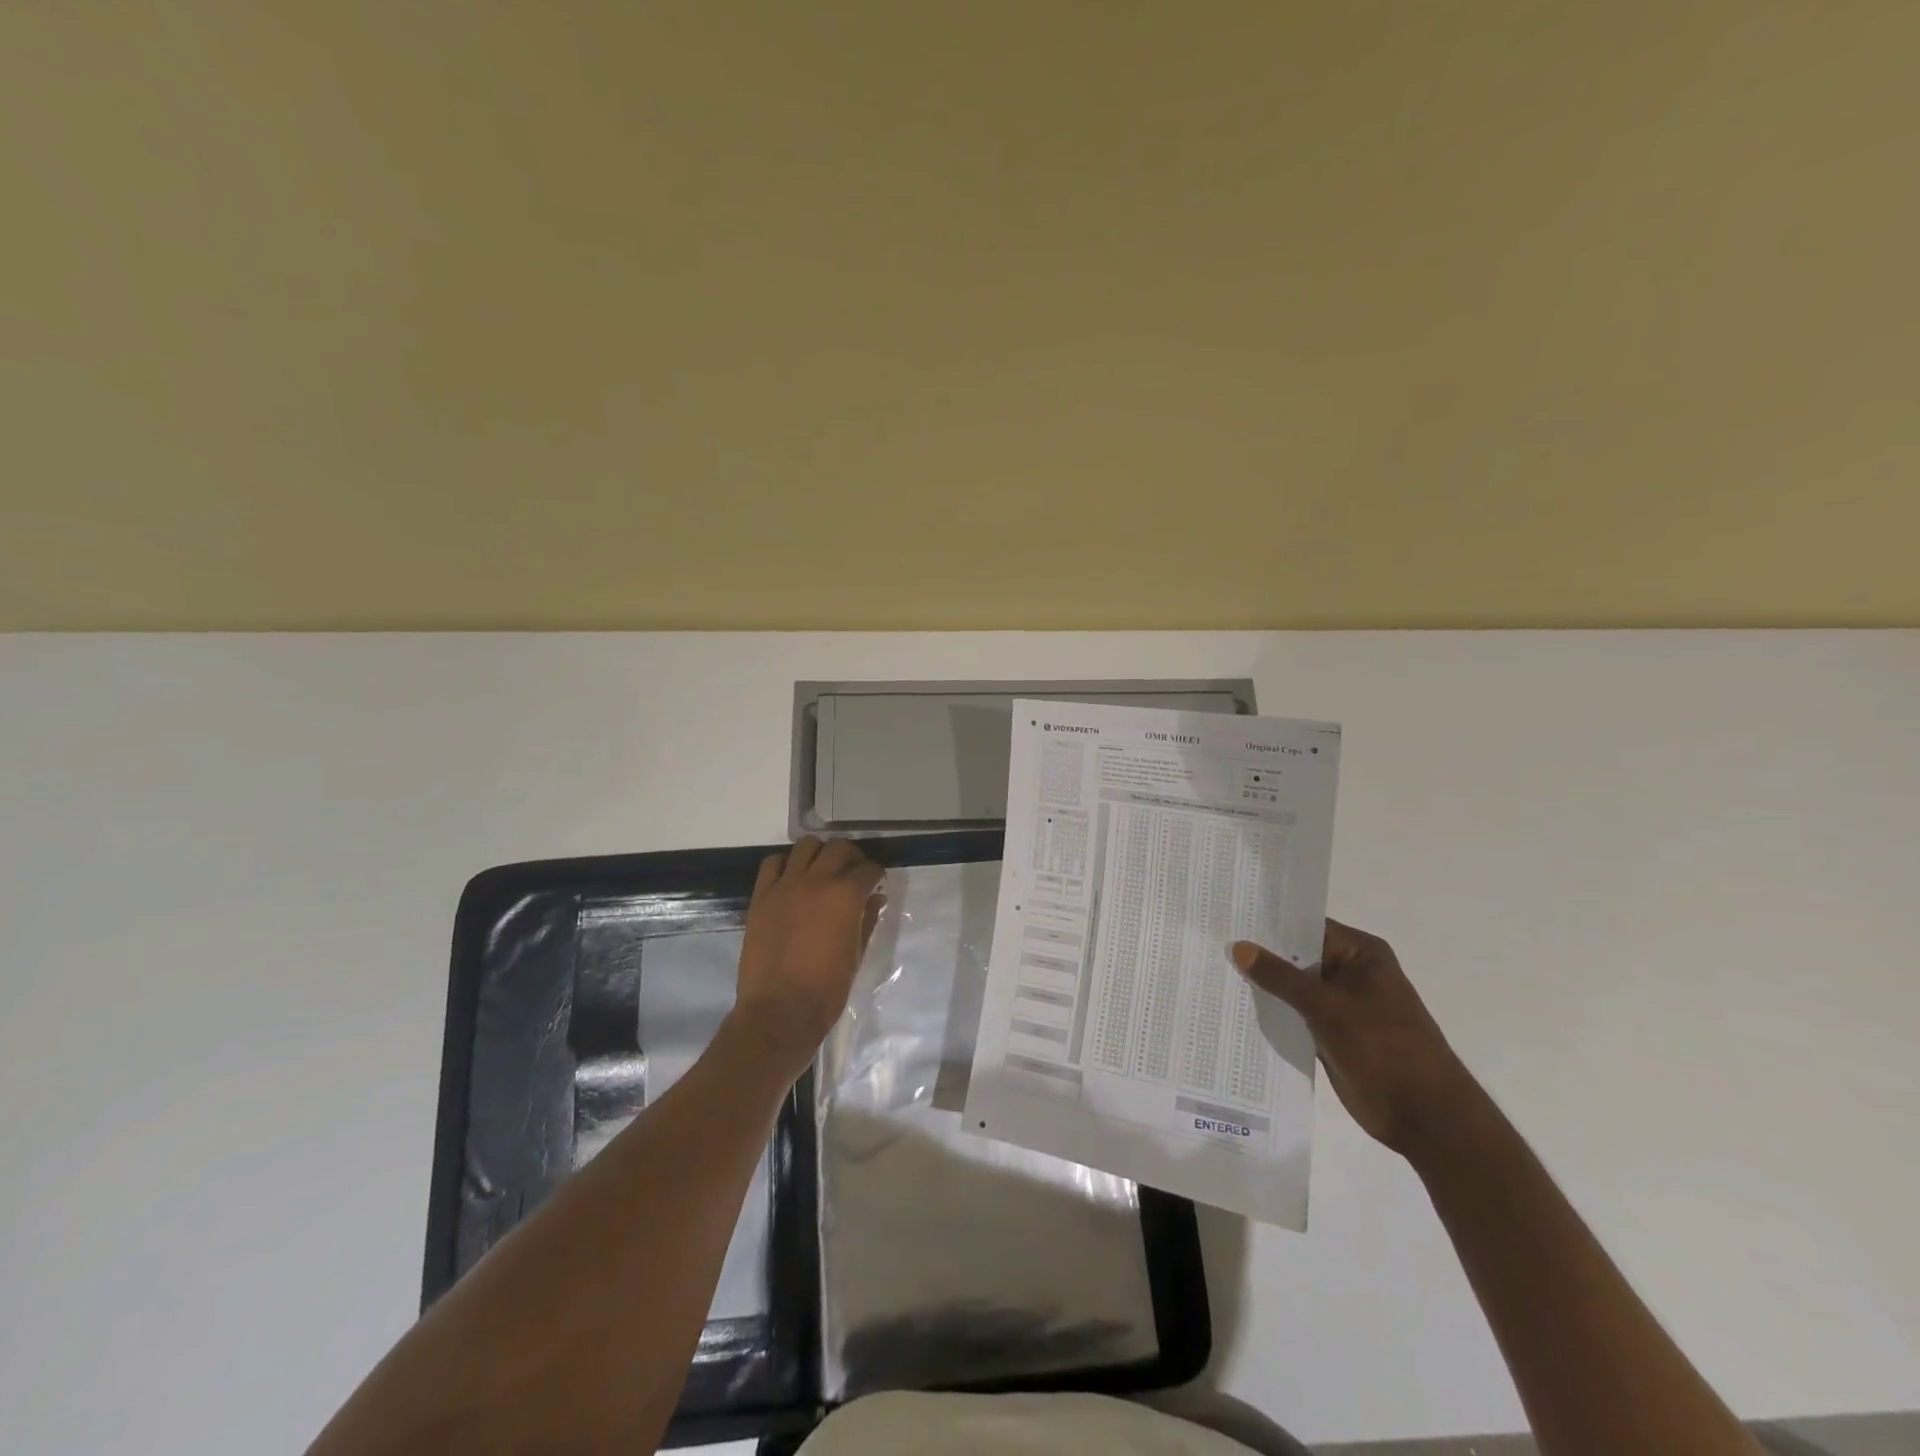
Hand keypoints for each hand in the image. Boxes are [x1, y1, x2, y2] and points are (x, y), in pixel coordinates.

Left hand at [732, 836, 884, 1069]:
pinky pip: (773, 864)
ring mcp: (785, 886)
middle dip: (852, 856)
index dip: (876, 874)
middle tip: (855, 871)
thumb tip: (876, 898)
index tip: (876, 882)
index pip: (868, 869)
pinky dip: (787, 863)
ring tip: (823, 869)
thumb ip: (868, 920)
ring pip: (806, 846)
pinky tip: (793, 877)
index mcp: (845, 896)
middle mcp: (816, 881)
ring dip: (820, 853)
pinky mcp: (761, 897)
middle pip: (839, 848)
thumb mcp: (856, 955)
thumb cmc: (827, 990)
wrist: (779, 1012)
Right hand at [1231, 921, 1473, 1157]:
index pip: (1306, 926)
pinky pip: (1295, 1014)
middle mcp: (1350, 972)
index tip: (1228, 915)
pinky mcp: (1331, 1032)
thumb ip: (1280, 976)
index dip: (1269, 921)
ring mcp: (1340, 1004)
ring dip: (1263, 985)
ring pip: (1293, 987)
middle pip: (1297, 955)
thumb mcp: (1327, 1007)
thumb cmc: (1383, 1047)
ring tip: (1213, 970)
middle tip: (1211, 941)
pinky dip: (1272, 1012)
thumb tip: (1238, 947)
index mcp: (1360, 953)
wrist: (1423, 1115)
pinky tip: (1233, 1006)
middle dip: (1260, 954)